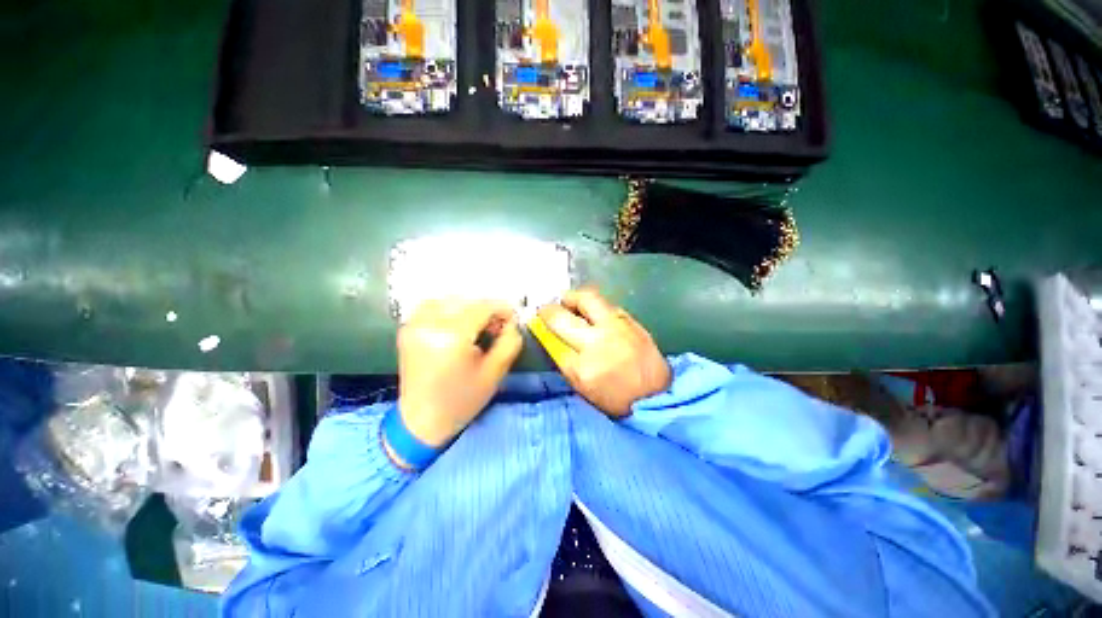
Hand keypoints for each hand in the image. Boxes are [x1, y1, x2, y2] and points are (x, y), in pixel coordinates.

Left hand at [397, 299, 521, 448]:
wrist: (421, 421)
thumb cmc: (462, 400)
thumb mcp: (495, 373)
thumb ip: (509, 342)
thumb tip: (512, 322)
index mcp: (452, 337)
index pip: (483, 307)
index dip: (502, 309)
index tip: (513, 319)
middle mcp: (430, 324)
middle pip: (467, 301)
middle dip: (486, 309)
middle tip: (497, 327)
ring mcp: (415, 324)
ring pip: (449, 299)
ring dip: (468, 307)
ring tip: (477, 325)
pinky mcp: (408, 328)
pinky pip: (432, 306)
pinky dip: (449, 309)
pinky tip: (458, 324)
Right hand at [538, 289, 670, 417]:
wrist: (657, 396)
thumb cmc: (616, 399)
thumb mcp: (583, 387)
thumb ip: (565, 361)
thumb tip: (551, 337)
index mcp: (582, 369)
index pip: (552, 341)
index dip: (541, 328)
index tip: (536, 321)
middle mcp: (597, 343)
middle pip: (563, 316)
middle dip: (549, 310)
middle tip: (547, 309)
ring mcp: (617, 328)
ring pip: (587, 299)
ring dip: (573, 298)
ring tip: (569, 302)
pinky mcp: (632, 321)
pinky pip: (607, 304)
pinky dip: (594, 305)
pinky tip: (593, 311)